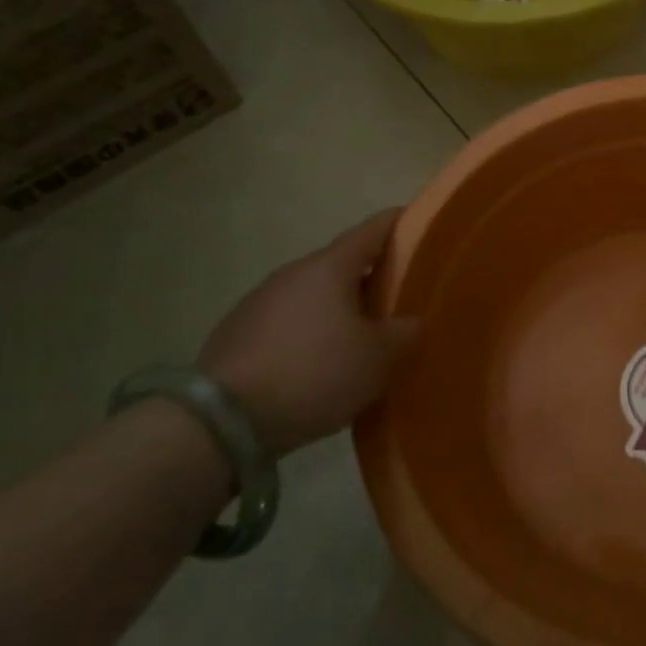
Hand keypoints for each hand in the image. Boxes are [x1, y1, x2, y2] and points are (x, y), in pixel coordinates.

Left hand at [198, 209, 418, 456]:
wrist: (222, 421)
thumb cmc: (314, 372)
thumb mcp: (378, 357)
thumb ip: (405, 332)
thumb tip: (410, 322)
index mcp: (330, 267)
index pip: (373, 229)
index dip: (401, 223)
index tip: (423, 225)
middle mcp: (293, 273)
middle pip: (344, 265)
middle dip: (374, 277)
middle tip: (403, 298)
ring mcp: (260, 302)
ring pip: (316, 296)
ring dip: (341, 309)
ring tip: (364, 339)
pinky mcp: (238, 334)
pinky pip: (291, 324)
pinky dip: (313, 334)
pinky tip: (322, 365)